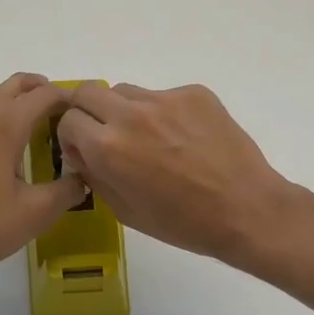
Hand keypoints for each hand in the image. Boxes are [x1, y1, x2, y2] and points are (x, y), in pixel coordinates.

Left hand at [0, 74, 86, 284]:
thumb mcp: (35, 213)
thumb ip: (66, 191)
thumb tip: (83, 177)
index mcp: (7, 125)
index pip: (45, 97)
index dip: (69, 100)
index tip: (85, 114)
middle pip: (16, 87)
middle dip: (43, 90)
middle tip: (64, 111)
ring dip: (13, 94)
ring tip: (31, 109)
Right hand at [56, 83, 294, 263]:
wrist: (245, 210)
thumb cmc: (183, 223)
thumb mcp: (125, 212)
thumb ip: (95, 175)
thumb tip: (81, 152)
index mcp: (108, 148)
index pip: (68, 120)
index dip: (72, 137)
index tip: (85, 150)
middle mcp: (131, 115)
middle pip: (87, 91)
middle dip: (87, 111)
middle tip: (105, 133)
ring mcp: (165, 99)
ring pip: (127, 92)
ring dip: (126, 111)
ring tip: (152, 139)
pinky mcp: (194, 93)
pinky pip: (164, 96)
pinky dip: (164, 113)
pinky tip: (185, 139)